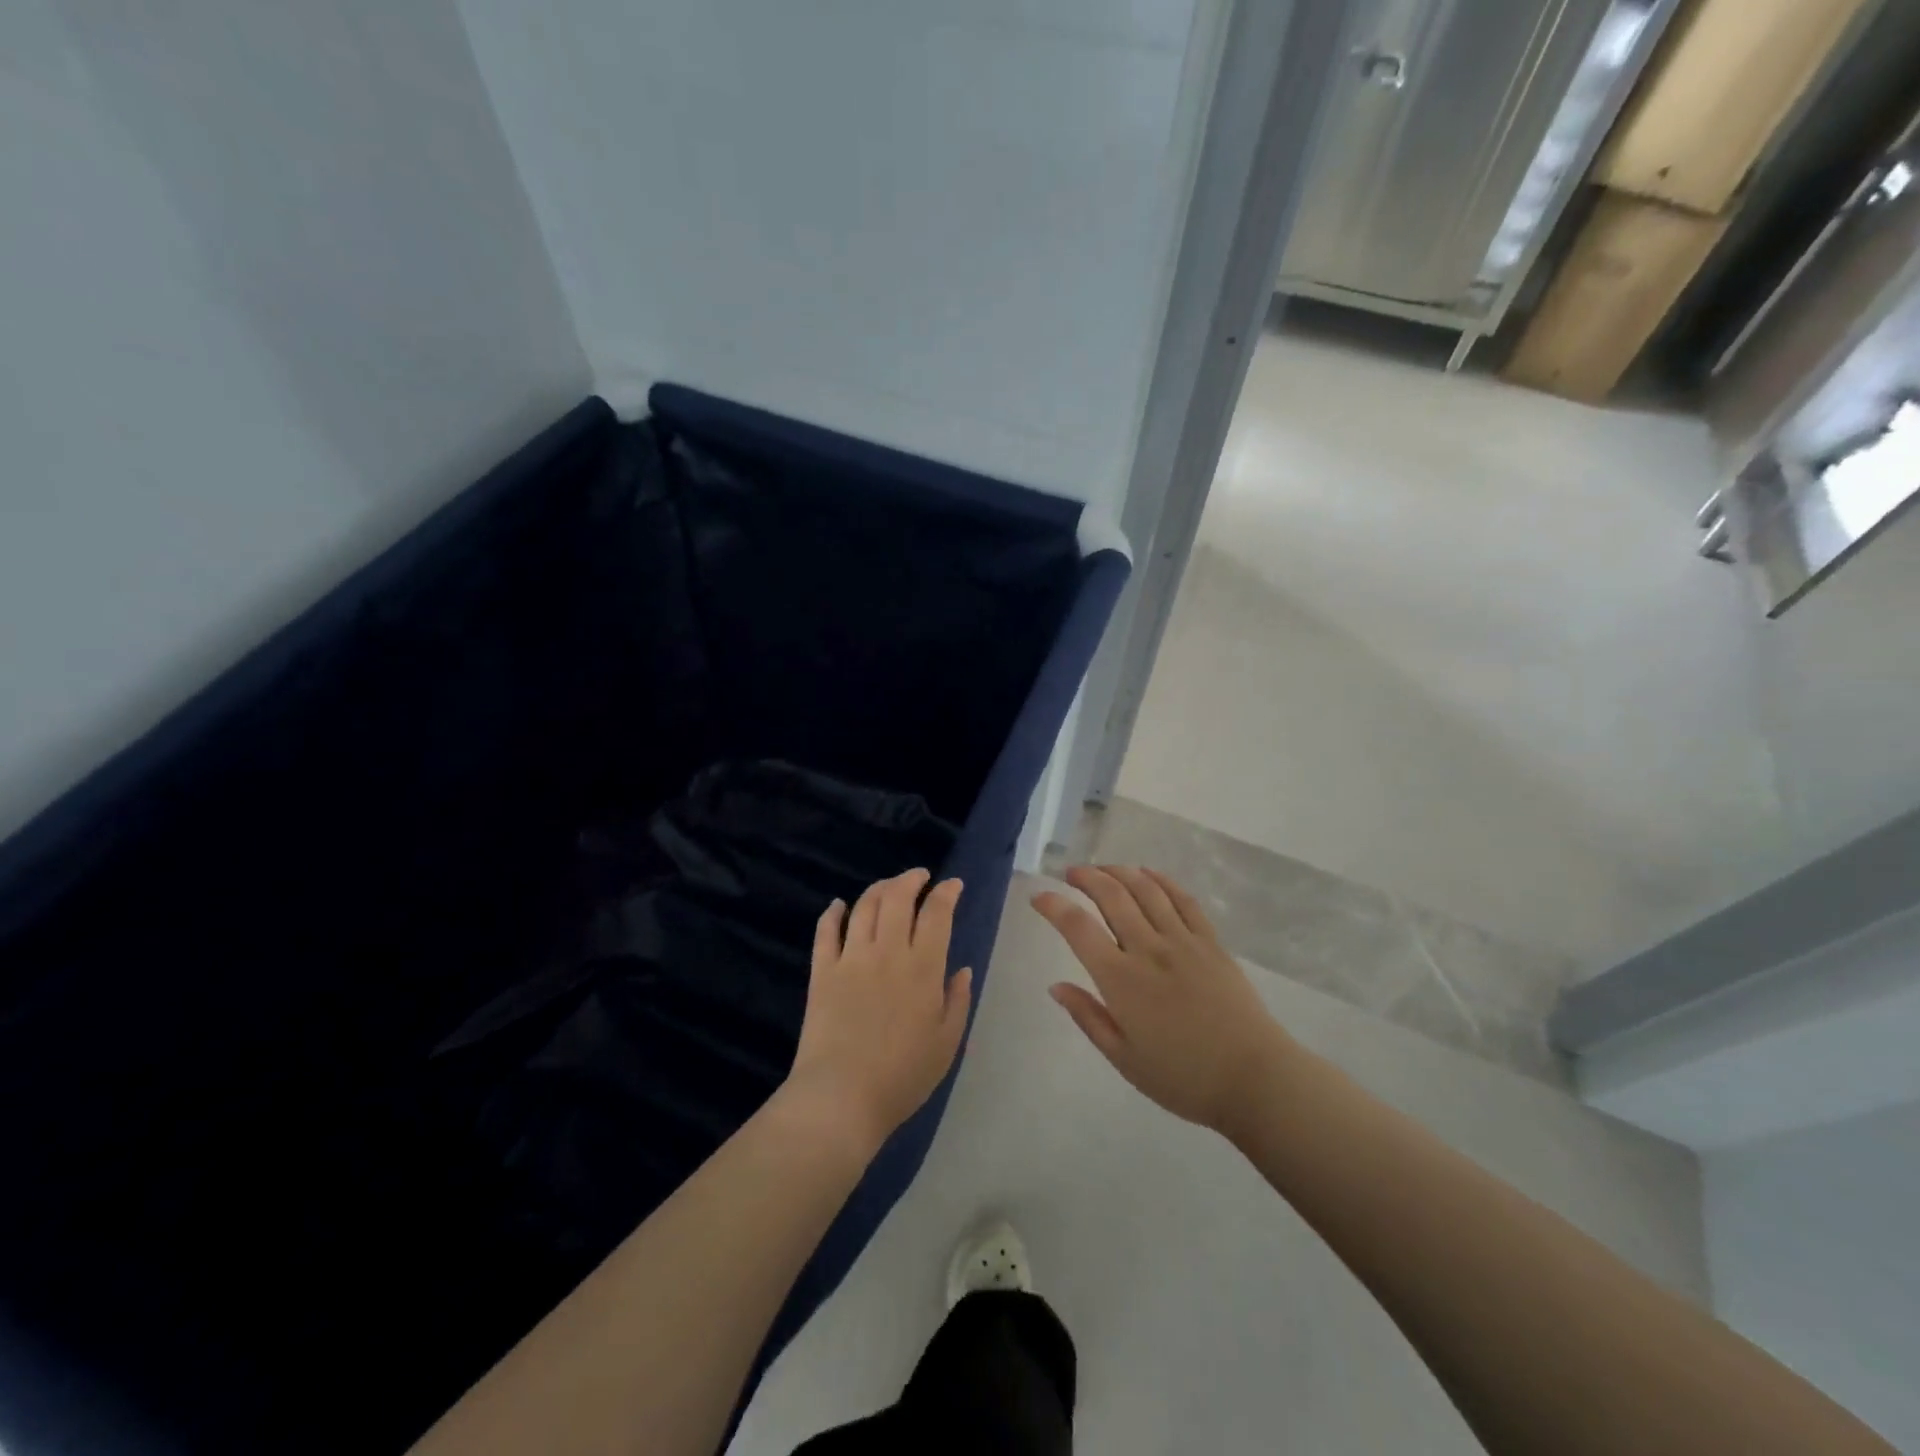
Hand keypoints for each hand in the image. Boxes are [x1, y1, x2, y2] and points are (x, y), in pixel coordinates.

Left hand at [783, 869, 973, 1157]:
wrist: (841, 1097)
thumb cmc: (903, 1076)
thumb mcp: (947, 1043)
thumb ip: (957, 1001)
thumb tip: (962, 969)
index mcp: (922, 967)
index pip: (936, 913)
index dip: (946, 892)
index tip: (952, 885)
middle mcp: (887, 951)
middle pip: (897, 898)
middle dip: (911, 879)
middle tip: (919, 876)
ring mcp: (851, 958)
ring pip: (864, 906)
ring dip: (878, 889)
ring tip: (888, 887)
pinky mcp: (822, 971)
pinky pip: (826, 932)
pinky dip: (833, 913)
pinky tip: (838, 906)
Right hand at [1033, 865, 1294, 1135]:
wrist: (1254, 1079)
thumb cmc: (1183, 1077)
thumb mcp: (1124, 1058)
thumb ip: (1088, 1017)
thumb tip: (1056, 987)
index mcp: (1121, 980)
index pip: (1078, 929)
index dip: (1053, 906)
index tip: (1038, 896)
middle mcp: (1149, 950)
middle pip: (1112, 896)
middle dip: (1086, 877)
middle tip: (1071, 873)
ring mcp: (1183, 941)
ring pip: (1146, 890)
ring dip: (1120, 872)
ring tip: (1103, 868)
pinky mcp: (1211, 942)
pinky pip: (1183, 900)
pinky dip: (1161, 881)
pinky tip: (1148, 875)